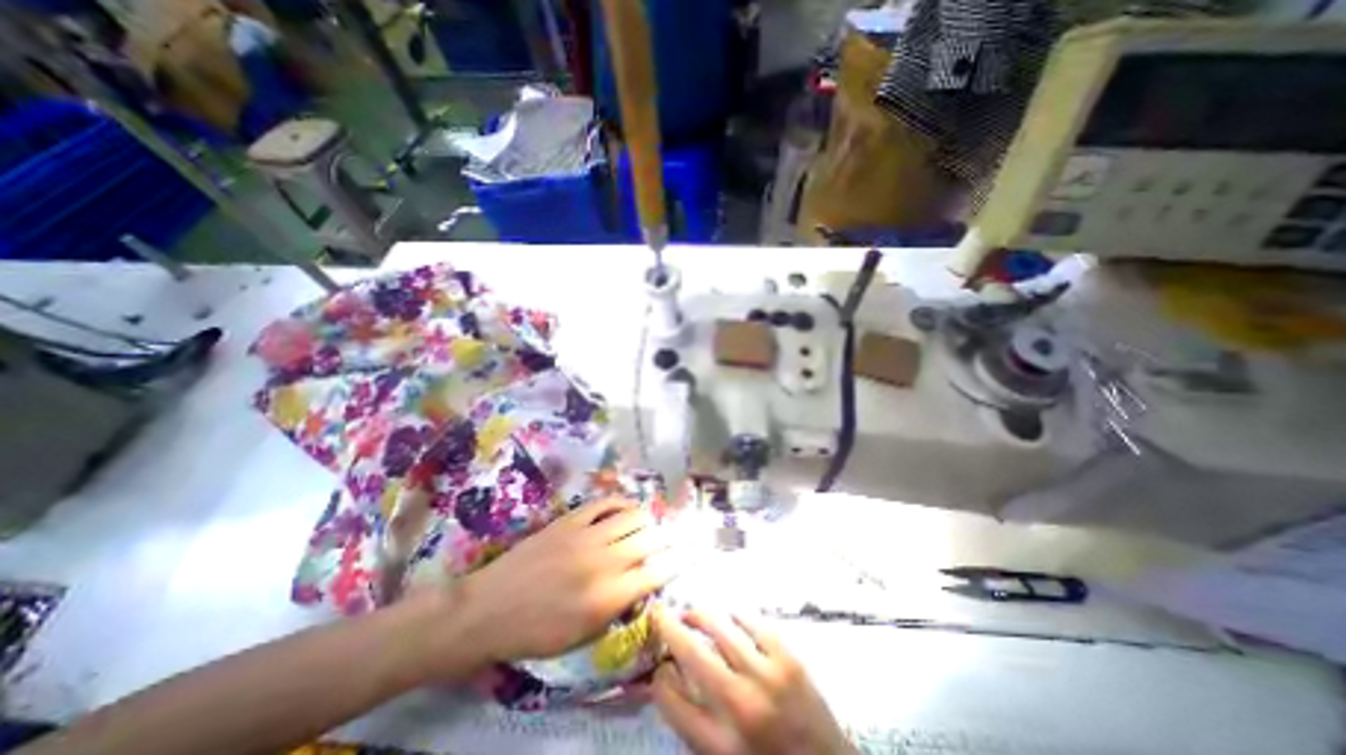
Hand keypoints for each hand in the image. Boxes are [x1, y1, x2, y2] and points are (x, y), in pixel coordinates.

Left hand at [447, 501, 671, 667]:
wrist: (488, 609)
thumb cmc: (536, 633)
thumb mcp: (583, 636)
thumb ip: (618, 608)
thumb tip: (641, 584)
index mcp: (608, 597)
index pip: (657, 573)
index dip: (676, 562)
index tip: (686, 557)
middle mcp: (604, 562)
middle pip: (651, 540)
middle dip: (668, 539)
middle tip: (672, 539)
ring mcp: (587, 536)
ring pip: (633, 516)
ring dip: (647, 520)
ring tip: (649, 525)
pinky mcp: (571, 519)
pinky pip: (606, 503)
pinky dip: (622, 503)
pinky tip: (626, 508)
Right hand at [651, 608, 850, 754]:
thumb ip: (694, 723)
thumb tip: (669, 678)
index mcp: (721, 746)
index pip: (672, 701)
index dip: (658, 677)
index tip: (656, 664)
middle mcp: (741, 708)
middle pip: (693, 654)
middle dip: (670, 628)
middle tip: (660, 614)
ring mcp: (768, 678)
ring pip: (721, 629)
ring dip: (700, 615)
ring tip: (691, 613)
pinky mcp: (789, 659)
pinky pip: (753, 624)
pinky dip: (735, 616)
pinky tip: (728, 617)